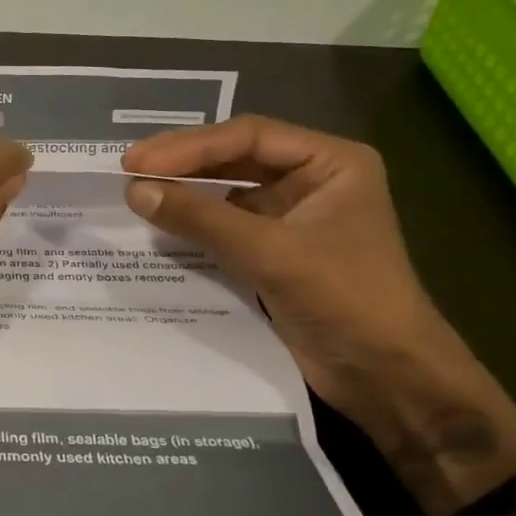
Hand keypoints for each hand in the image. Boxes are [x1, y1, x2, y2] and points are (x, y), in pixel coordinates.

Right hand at [120, 116, 499, 445]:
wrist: (388, 377)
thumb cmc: (345, 300)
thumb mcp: (270, 253)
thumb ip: (200, 218)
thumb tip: (134, 191)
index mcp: (330, 163)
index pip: (248, 137)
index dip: (189, 146)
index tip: (137, 161)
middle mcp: (311, 180)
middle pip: (235, 158)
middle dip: (183, 164)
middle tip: (128, 169)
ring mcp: (293, 216)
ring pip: (227, 191)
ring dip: (185, 192)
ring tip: (136, 192)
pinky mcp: (276, 250)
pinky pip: (226, 225)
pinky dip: (194, 224)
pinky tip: (160, 224)